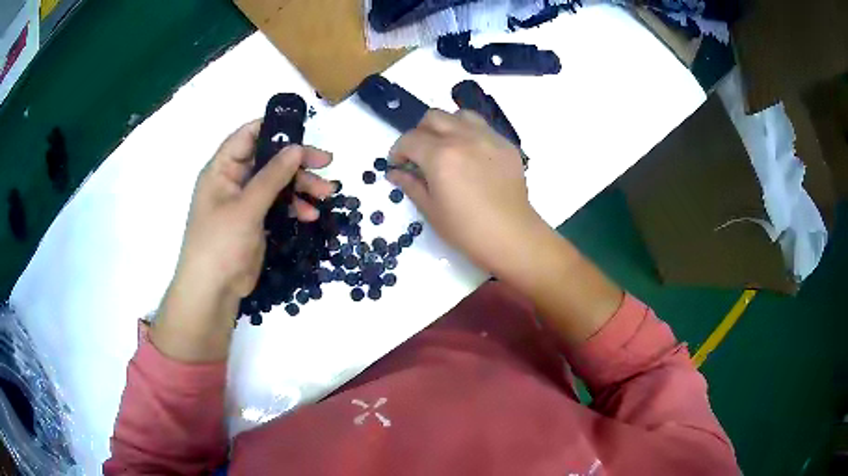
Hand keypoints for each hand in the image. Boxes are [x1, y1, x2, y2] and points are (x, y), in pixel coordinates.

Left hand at [152, 120, 333, 361]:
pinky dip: (295, 207)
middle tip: (327, 163)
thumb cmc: (220, 244)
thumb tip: (297, 148)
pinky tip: (310, 215)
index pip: (248, 135)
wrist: (213, 291)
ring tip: (327, 194)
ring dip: (302, 186)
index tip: (303, 130)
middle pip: (269, 159)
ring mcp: (245, 201)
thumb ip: (272, 176)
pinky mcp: (255, 221)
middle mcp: (233, 180)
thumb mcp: (246, 207)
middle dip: (297, 162)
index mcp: (222, 168)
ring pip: (278, 183)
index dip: (273, 128)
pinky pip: (279, 205)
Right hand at [390, 110, 621, 343]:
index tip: (397, 164)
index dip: (397, 151)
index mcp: (440, 155)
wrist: (511, 236)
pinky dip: (470, 133)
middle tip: (420, 154)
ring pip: (459, 115)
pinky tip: (472, 155)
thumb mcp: (431, 210)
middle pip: (433, 117)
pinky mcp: (506, 144)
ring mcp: (488, 138)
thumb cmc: (466, 230)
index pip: (409, 140)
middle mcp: (463, 138)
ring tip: (447, 147)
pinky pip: (483, 127)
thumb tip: (394, 172)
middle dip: (419, 133)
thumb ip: (410, 184)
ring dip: (446, 126)